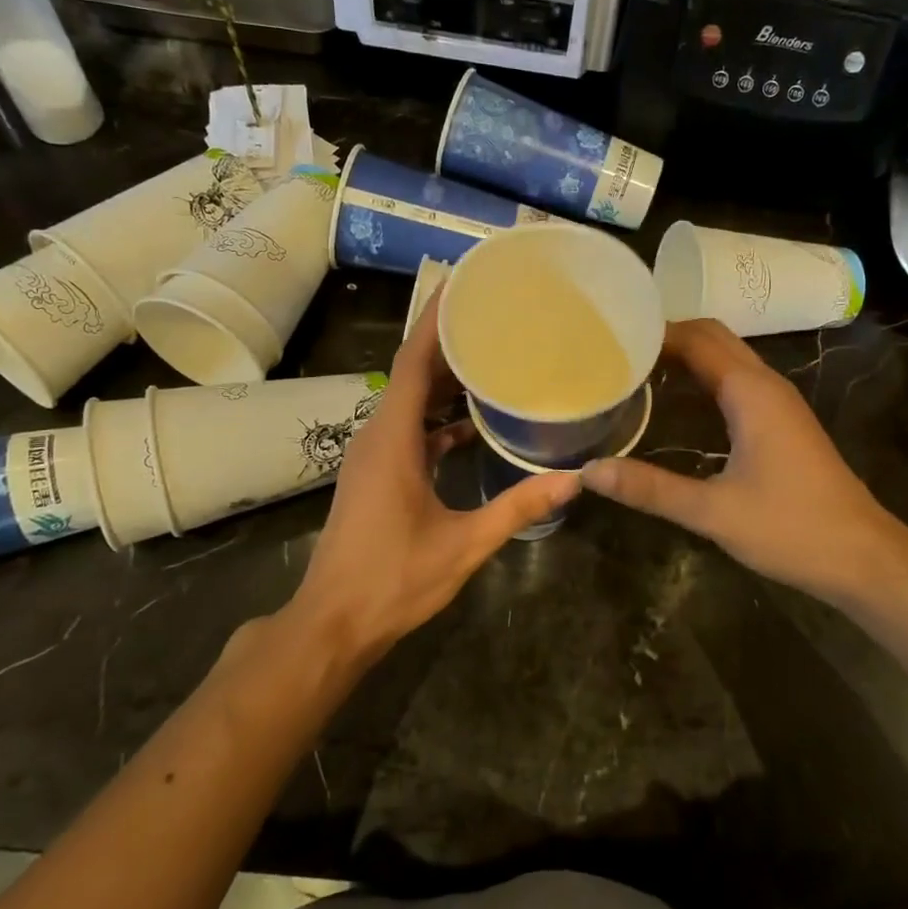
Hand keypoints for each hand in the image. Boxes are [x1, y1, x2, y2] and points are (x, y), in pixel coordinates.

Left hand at [285, 290, 578, 664]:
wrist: (334, 623)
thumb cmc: (393, 580)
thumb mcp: (463, 544)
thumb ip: (518, 508)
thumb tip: (573, 480)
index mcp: (392, 439)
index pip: (411, 362)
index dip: (435, 321)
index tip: (464, 285)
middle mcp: (377, 436)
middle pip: (411, 373)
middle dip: (448, 343)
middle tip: (493, 316)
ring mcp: (373, 456)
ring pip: (409, 402)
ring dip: (444, 381)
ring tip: (491, 358)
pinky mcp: (376, 475)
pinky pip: (408, 429)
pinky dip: (438, 419)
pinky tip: (472, 424)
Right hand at [581, 319, 907, 612]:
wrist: (864, 557)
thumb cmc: (792, 529)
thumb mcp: (713, 512)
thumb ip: (650, 489)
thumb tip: (589, 472)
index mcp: (750, 392)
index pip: (696, 338)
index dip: (654, 332)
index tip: (610, 338)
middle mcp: (766, 385)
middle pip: (713, 337)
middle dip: (667, 336)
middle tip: (617, 351)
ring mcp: (779, 402)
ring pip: (728, 357)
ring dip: (686, 354)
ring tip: (636, 369)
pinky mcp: (783, 422)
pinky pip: (737, 380)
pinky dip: (704, 377)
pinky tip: (677, 403)